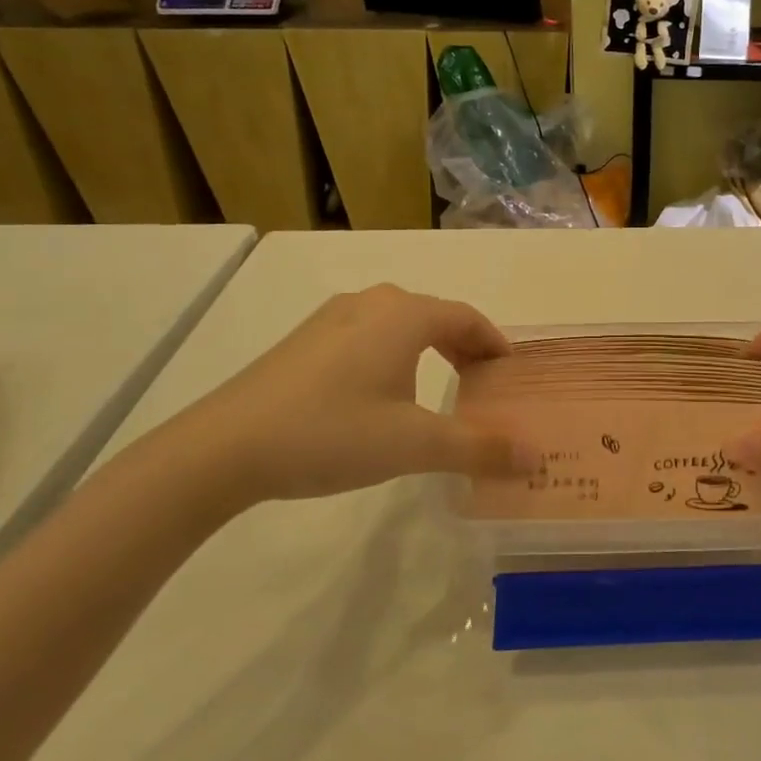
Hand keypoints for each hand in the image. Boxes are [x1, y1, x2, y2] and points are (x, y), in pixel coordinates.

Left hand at [170, 285, 521, 505]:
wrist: (224, 448)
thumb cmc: (332, 433)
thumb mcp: (414, 445)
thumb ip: (479, 448)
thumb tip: (537, 457)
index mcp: (403, 315)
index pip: (466, 317)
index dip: (494, 342)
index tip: (511, 371)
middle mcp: (370, 303)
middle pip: (434, 315)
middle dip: (464, 344)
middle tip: (482, 381)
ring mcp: (331, 319)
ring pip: (398, 324)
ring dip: (428, 348)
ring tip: (439, 386)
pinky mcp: (303, 341)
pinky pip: (367, 336)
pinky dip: (393, 354)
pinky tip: (382, 393)